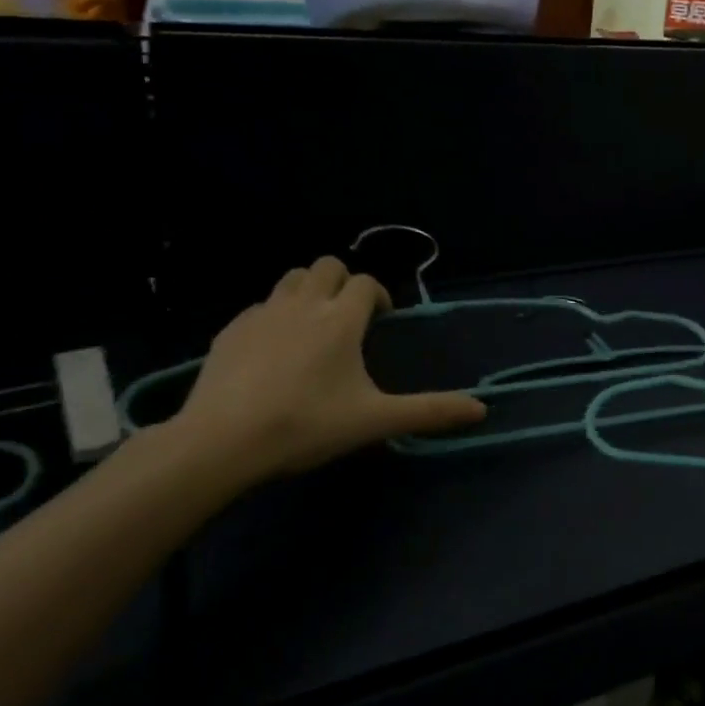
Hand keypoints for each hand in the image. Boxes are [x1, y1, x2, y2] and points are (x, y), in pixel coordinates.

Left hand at [168, 257, 485, 480]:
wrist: (222, 440)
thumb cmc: (306, 425)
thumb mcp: (373, 420)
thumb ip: (428, 411)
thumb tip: (482, 409)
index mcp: (340, 319)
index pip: (366, 283)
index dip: (378, 295)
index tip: (381, 319)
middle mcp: (303, 303)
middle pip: (327, 265)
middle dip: (343, 282)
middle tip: (348, 317)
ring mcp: (262, 313)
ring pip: (290, 278)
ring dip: (308, 290)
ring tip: (312, 326)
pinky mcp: (230, 329)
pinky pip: (259, 306)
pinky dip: (274, 315)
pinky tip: (272, 351)